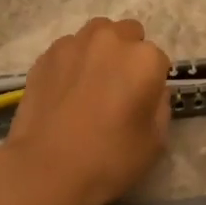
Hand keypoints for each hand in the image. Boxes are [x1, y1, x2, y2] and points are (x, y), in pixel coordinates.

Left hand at [5, 17, 171, 204]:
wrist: (45, 170)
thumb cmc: (109, 159)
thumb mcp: (156, 141)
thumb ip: (160, 106)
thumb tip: (149, 91)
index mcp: (144, 59)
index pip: (159, 60)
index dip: (152, 82)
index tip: (141, 103)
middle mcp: (111, 40)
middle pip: (129, 34)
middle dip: (128, 55)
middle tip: (118, 88)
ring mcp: (74, 44)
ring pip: (97, 34)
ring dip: (100, 51)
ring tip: (90, 83)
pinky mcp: (45, 56)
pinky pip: (68, 49)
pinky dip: (72, 62)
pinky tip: (65, 90)